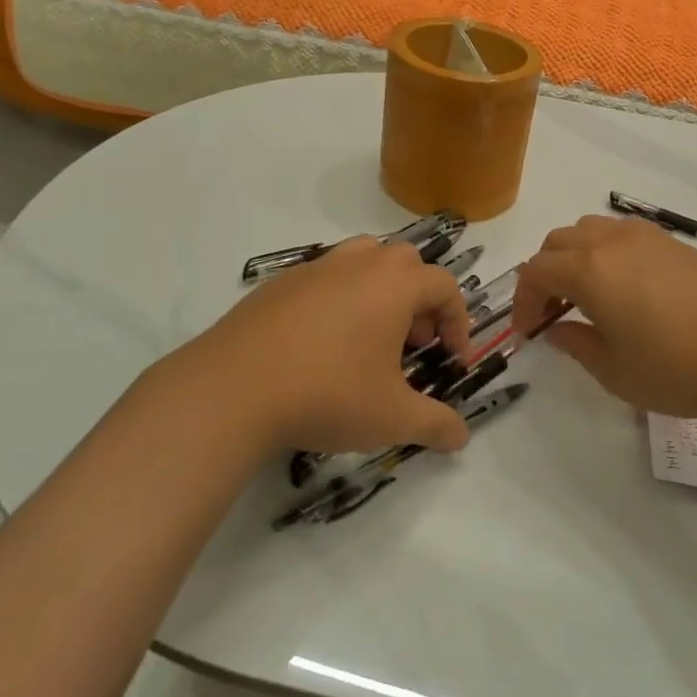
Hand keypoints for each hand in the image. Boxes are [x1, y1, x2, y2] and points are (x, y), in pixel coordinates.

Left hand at [180, 236, 472, 454]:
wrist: (234, 387)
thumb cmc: (328, 393)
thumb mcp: (392, 417)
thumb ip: (435, 424)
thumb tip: (461, 436)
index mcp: (394, 284)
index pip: (445, 286)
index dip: (458, 322)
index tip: (451, 360)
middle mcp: (359, 263)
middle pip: (406, 263)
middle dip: (419, 301)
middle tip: (411, 344)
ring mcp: (316, 268)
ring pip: (363, 259)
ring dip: (379, 290)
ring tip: (369, 336)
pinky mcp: (280, 282)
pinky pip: (324, 278)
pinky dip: (338, 299)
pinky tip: (321, 344)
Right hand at [514, 216, 696, 421]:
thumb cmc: (677, 368)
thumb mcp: (614, 371)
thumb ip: (576, 344)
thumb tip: (556, 329)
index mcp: (589, 269)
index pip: (536, 271)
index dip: (523, 300)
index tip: (528, 331)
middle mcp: (611, 241)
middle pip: (558, 242)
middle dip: (544, 274)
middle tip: (551, 312)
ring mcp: (645, 236)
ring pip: (589, 230)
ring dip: (574, 256)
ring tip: (586, 295)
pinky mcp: (673, 242)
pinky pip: (621, 233)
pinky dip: (605, 252)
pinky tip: (625, 287)